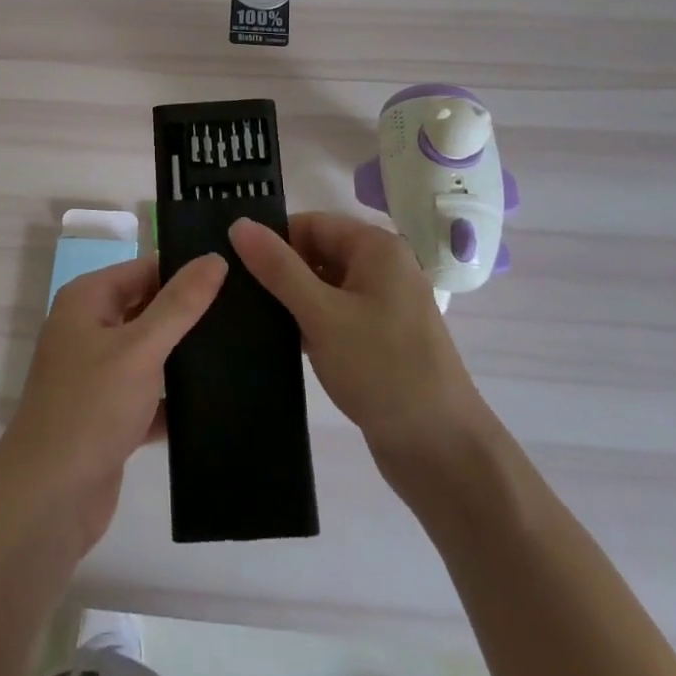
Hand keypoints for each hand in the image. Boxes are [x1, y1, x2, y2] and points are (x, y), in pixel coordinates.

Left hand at [0, 252, 227, 551]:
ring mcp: (98, 375)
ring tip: (243, 347)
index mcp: (87, 300)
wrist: (48, 502)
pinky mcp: (110, 416)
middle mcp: (89, 330)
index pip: (145, 269)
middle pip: (148, 308)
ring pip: (151, 353)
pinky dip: (176, 397)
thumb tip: (215, 257)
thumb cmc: (91, 408)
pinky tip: (219, 398)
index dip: (185, 269)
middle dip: (189, 312)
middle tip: (246, 308)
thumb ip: (180, 303)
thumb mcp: (141, 348)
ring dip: (185, 355)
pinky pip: (151, 393)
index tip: (235, 273)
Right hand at [230, 212, 482, 462]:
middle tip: (235, 296)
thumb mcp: (322, 314)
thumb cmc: (382, 370)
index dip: (273, 241)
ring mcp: (383, 304)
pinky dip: (310, 324)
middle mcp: (382, 267)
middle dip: (280, 273)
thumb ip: (278, 268)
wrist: (442, 451)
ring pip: (323, 287)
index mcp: (375, 247)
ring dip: (292, 302)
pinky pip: (335, 315)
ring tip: (247, 319)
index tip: (233, 267)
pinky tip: (278, 343)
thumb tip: (239, 223)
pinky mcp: (379, 338)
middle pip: (316, 253)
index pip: (309, 224)